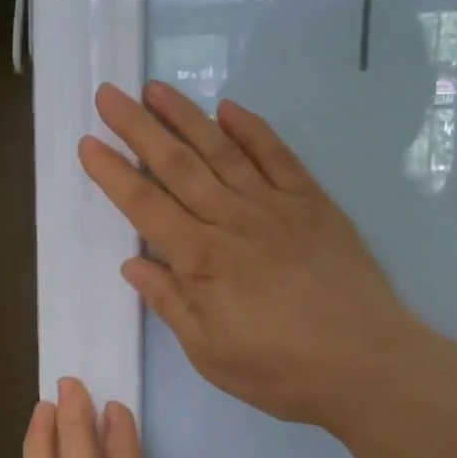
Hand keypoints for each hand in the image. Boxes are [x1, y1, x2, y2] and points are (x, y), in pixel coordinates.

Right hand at [79, 81, 412, 430]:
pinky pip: (278, 156)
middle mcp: (233, 220)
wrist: (368, 364)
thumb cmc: (280, 369)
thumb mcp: (209, 353)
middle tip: (109, 94)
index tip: (87, 143)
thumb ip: (170, 303)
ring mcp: (275, 206)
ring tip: (155, 88)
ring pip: (222, 150)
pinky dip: (252, 129)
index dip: (113, 174)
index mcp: (202, 259)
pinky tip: (228, 108)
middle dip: (138, 128)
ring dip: (186, 116)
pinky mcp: (312, 203)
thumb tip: (133, 264)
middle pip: (177, 165)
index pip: (145, 206)